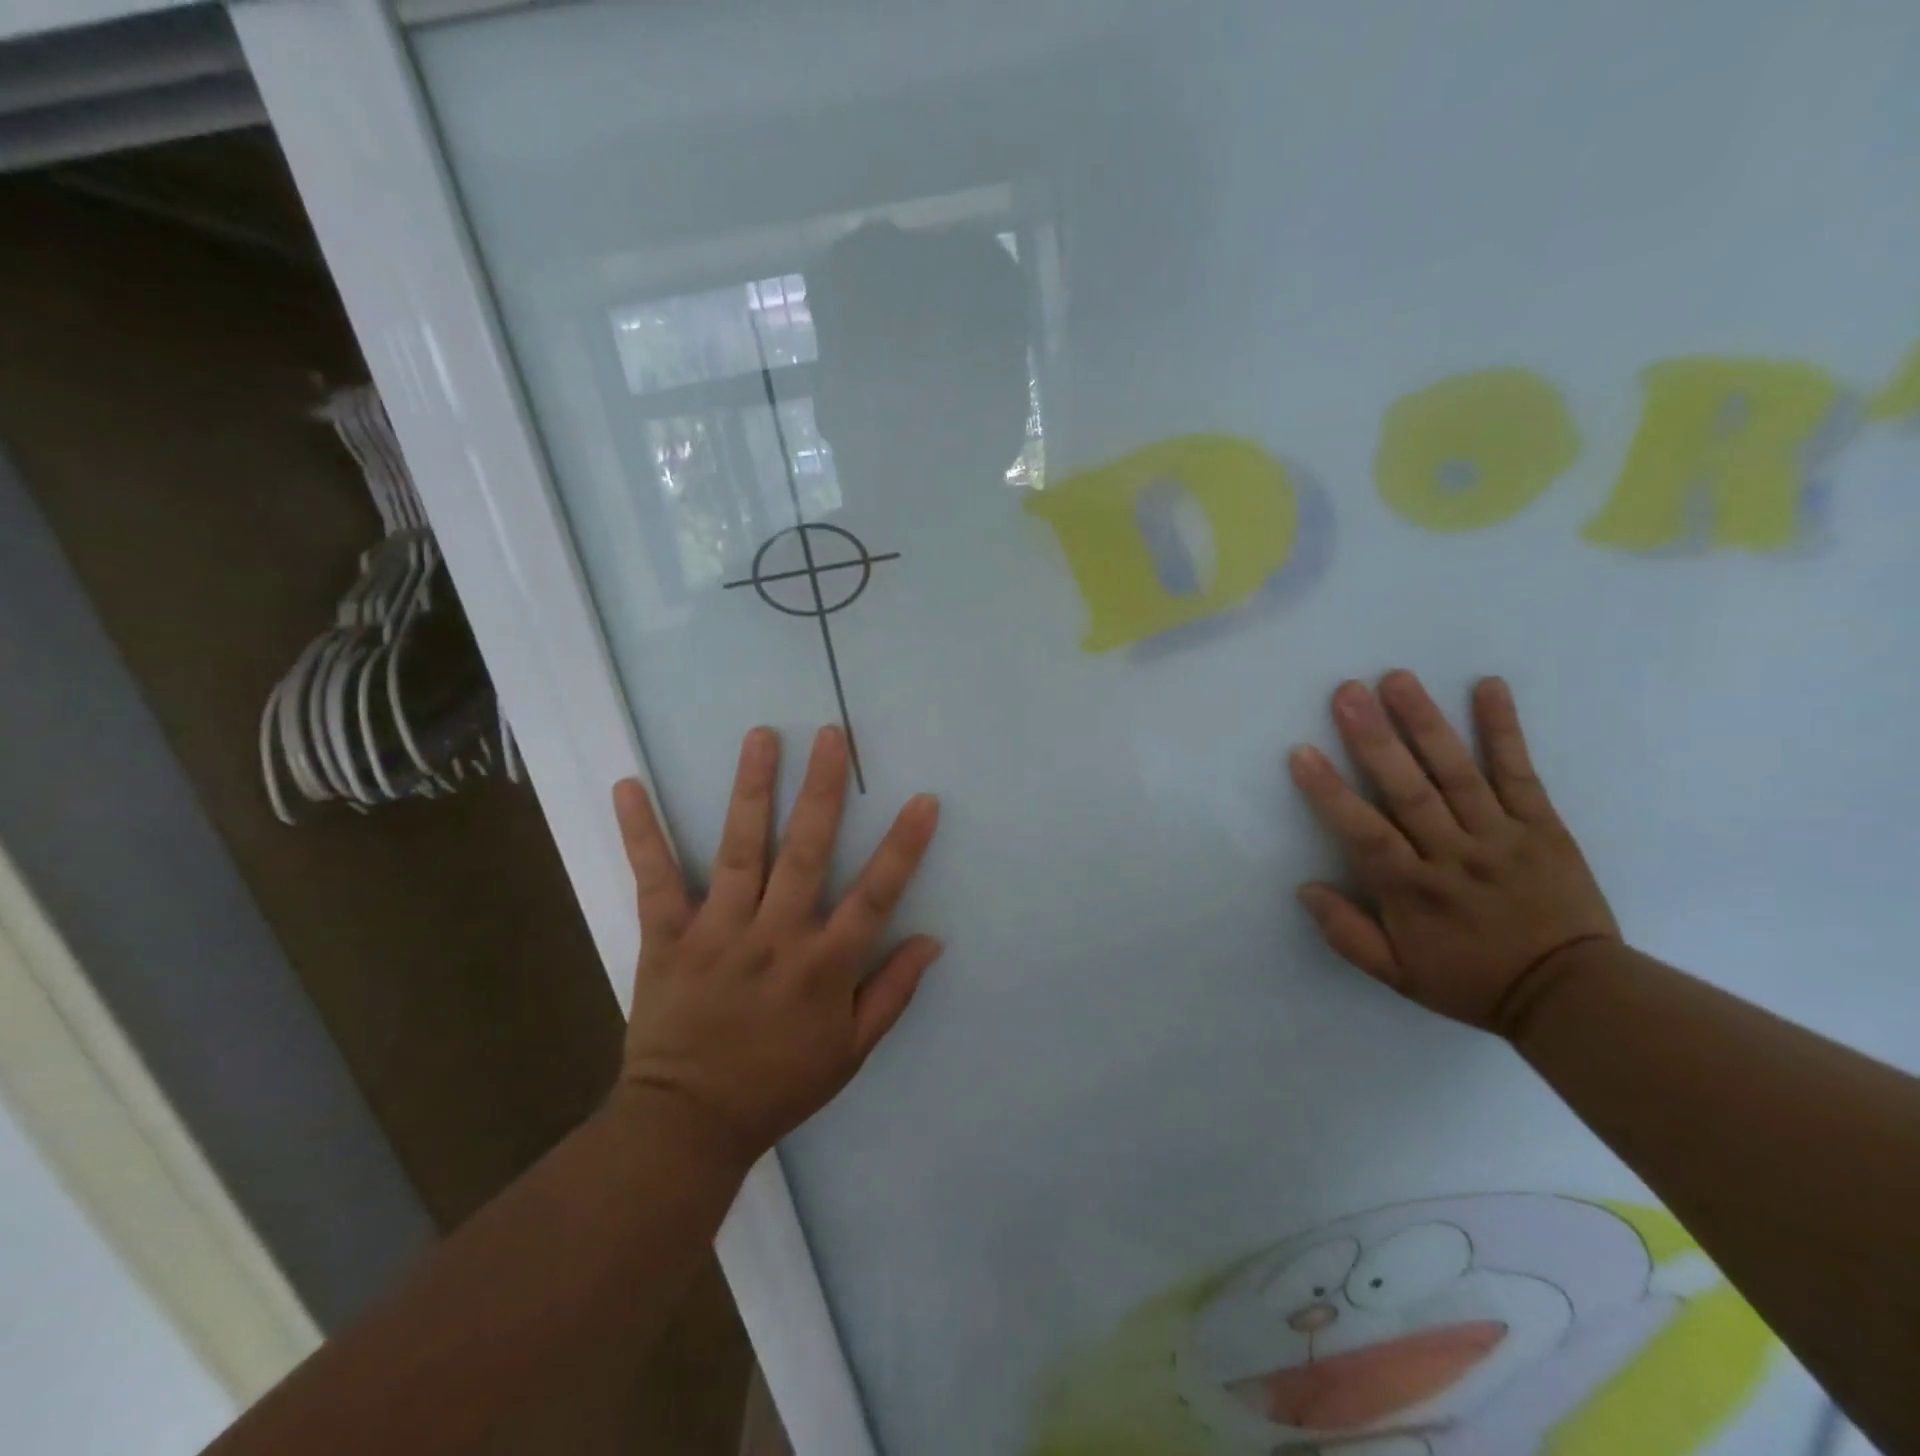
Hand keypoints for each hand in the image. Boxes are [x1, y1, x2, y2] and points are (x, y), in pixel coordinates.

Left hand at [611, 725, 941, 1166]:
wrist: (688, 1124)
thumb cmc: (779, 1085)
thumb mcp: (851, 1051)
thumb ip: (893, 992)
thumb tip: (932, 939)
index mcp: (824, 966)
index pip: (875, 895)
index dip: (903, 847)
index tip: (923, 800)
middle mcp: (775, 937)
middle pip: (805, 852)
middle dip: (822, 790)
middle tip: (832, 735)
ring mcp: (718, 933)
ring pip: (740, 850)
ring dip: (751, 790)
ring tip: (761, 737)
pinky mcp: (667, 937)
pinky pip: (654, 878)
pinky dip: (642, 832)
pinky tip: (629, 787)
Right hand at [1287, 671, 1618, 1036]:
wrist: (1575, 995)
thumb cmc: (1473, 980)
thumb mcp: (1399, 976)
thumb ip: (1347, 934)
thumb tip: (1305, 887)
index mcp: (1415, 891)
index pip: (1365, 834)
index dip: (1331, 793)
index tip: (1302, 752)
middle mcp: (1454, 855)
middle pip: (1409, 790)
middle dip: (1375, 739)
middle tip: (1348, 692)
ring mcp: (1502, 836)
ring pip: (1457, 772)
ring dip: (1426, 723)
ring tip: (1398, 679)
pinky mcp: (1543, 825)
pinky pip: (1520, 773)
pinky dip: (1504, 730)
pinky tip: (1489, 688)